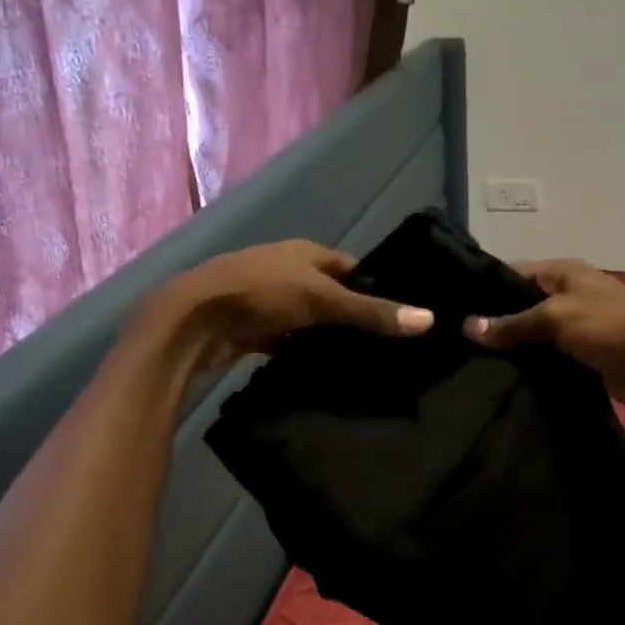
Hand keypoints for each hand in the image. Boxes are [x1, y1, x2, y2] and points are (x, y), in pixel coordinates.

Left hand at [152, 240, 433, 372]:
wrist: (195, 320)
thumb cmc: (262, 294)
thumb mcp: (323, 300)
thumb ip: (372, 312)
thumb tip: (429, 319)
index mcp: (305, 253)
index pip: (350, 267)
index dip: (374, 286)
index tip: (398, 313)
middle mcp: (287, 271)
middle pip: (330, 293)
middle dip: (351, 315)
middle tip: (384, 345)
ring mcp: (267, 300)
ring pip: (308, 319)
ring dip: (326, 336)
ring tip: (360, 363)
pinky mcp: (252, 329)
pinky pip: (287, 341)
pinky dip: (301, 352)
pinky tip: (321, 371)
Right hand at [464, 259, 624, 412]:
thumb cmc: (610, 329)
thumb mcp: (557, 318)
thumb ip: (513, 323)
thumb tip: (468, 327)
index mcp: (565, 272)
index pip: (515, 273)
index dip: (486, 289)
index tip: (456, 308)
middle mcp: (570, 292)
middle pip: (523, 303)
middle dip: (496, 320)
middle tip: (458, 340)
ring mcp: (577, 324)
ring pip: (534, 332)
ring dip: (513, 346)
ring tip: (473, 360)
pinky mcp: (583, 353)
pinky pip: (548, 354)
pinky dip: (531, 363)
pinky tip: (503, 375)